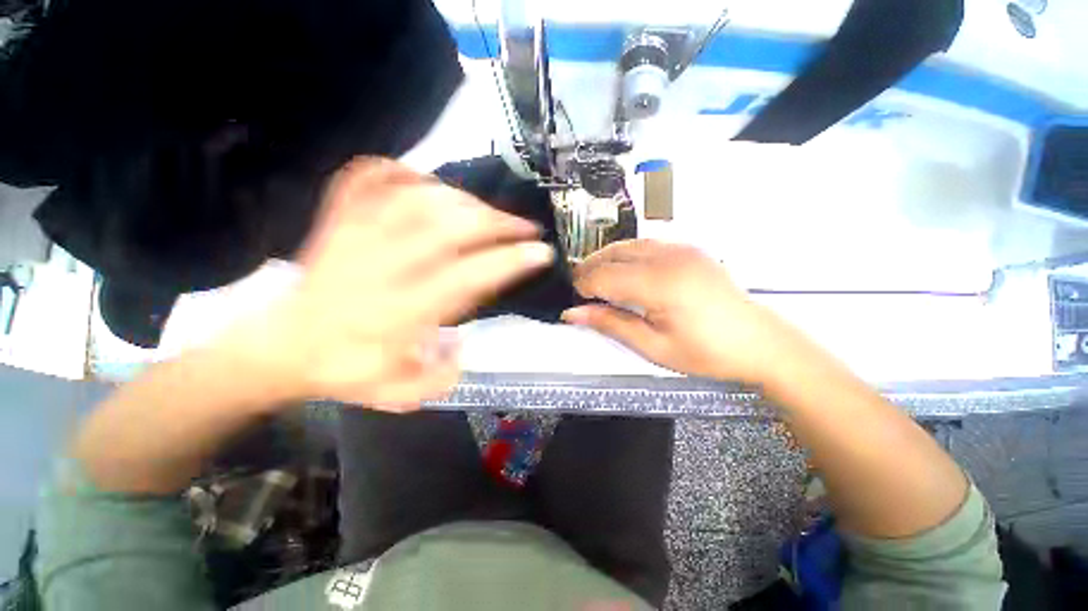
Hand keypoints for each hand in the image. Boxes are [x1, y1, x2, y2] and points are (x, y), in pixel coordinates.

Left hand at [220, 158, 553, 409]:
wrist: (283, 346)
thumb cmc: (347, 370)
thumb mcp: (399, 393)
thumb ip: (442, 377)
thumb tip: (467, 344)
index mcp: (399, 314)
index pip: (466, 277)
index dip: (509, 261)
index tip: (539, 253)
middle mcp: (380, 269)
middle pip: (448, 228)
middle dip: (497, 223)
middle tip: (524, 227)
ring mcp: (355, 236)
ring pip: (417, 197)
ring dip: (464, 200)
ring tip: (487, 213)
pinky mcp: (338, 219)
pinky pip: (369, 178)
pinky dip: (403, 171)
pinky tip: (429, 183)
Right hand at [561, 239, 796, 385]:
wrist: (758, 342)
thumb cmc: (705, 352)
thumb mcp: (653, 346)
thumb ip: (610, 324)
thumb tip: (573, 313)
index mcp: (659, 284)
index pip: (604, 276)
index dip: (582, 286)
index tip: (574, 302)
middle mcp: (668, 257)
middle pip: (612, 254)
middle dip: (589, 271)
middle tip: (580, 292)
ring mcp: (681, 248)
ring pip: (626, 244)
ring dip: (605, 260)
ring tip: (596, 282)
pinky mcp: (688, 248)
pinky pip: (645, 244)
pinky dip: (625, 255)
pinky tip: (624, 271)